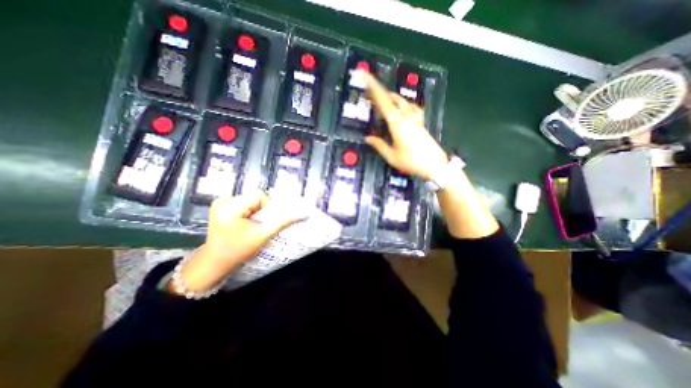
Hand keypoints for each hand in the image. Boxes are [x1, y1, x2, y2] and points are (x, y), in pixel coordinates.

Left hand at [166, 192, 305, 294]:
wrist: (215, 262)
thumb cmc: (238, 250)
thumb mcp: (262, 235)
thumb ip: (282, 222)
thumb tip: (302, 213)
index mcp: (229, 207)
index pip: (258, 196)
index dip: (267, 207)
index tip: (264, 222)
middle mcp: (222, 200)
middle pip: (254, 197)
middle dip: (261, 210)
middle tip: (258, 225)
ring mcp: (220, 202)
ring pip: (250, 200)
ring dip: (256, 211)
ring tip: (251, 225)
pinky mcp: (220, 206)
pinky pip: (243, 203)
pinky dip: (249, 211)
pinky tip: (244, 223)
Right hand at [358, 69, 450, 179]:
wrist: (434, 165)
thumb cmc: (411, 162)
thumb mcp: (392, 156)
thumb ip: (379, 145)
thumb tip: (368, 138)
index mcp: (397, 124)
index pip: (382, 102)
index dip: (372, 87)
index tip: (365, 76)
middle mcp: (406, 117)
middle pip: (392, 98)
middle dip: (380, 92)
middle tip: (369, 93)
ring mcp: (415, 119)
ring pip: (402, 101)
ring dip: (391, 98)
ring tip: (382, 100)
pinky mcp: (420, 123)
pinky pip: (412, 108)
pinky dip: (404, 104)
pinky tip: (403, 108)